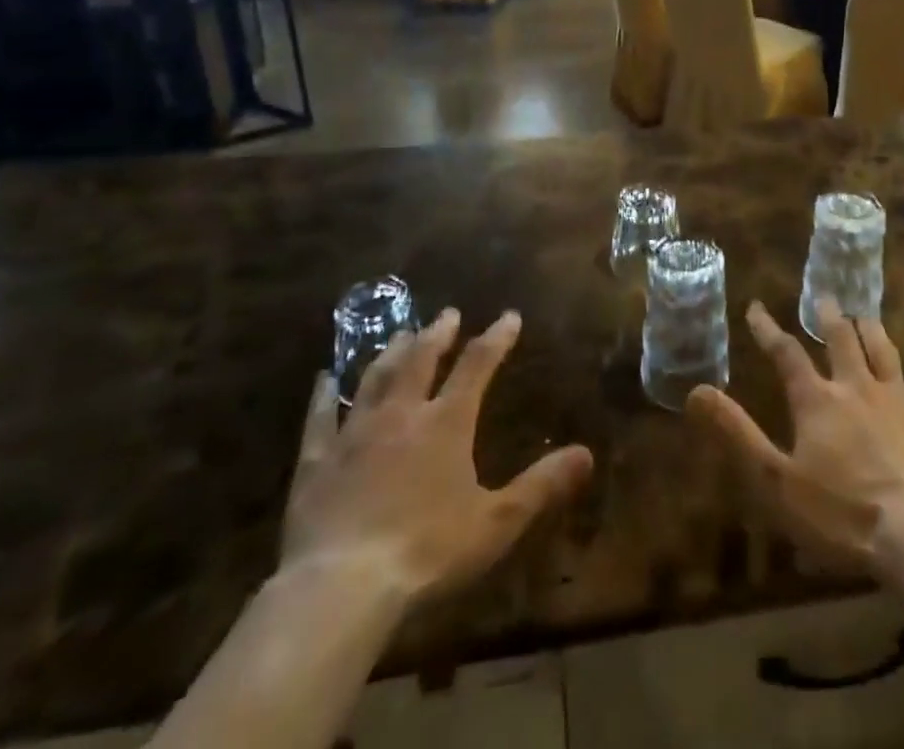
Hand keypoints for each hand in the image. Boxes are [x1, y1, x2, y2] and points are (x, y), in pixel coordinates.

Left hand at [281, 309, 593, 608]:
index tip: (508, 316)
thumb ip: (542, 485)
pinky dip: (323, 396)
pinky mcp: (315, 462)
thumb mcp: (496, 522)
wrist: (340, 589)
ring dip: (390, 353)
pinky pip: (319, 419)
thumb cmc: (427, 553)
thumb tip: (587, 454)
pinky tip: (324, 378)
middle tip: (447, 314)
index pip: (477, 366)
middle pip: (421, 360)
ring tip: (399, 334)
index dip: (496, 338)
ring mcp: (354, 434)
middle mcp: (402, 414)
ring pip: (375, 379)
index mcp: (447, 423)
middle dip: (437, 334)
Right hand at [687, 298, 903, 572]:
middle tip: (825, 295)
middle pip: (842, 341)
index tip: (756, 308)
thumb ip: (736, 433)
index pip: (786, 355)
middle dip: (830, 317)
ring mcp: (900, 402)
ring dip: (874, 332)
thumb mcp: (774, 480)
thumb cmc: (842, 515)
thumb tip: (696, 390)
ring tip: (866, 314)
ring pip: (885, 353)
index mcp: (818, 402)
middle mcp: (857, 388)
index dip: (768, 330)